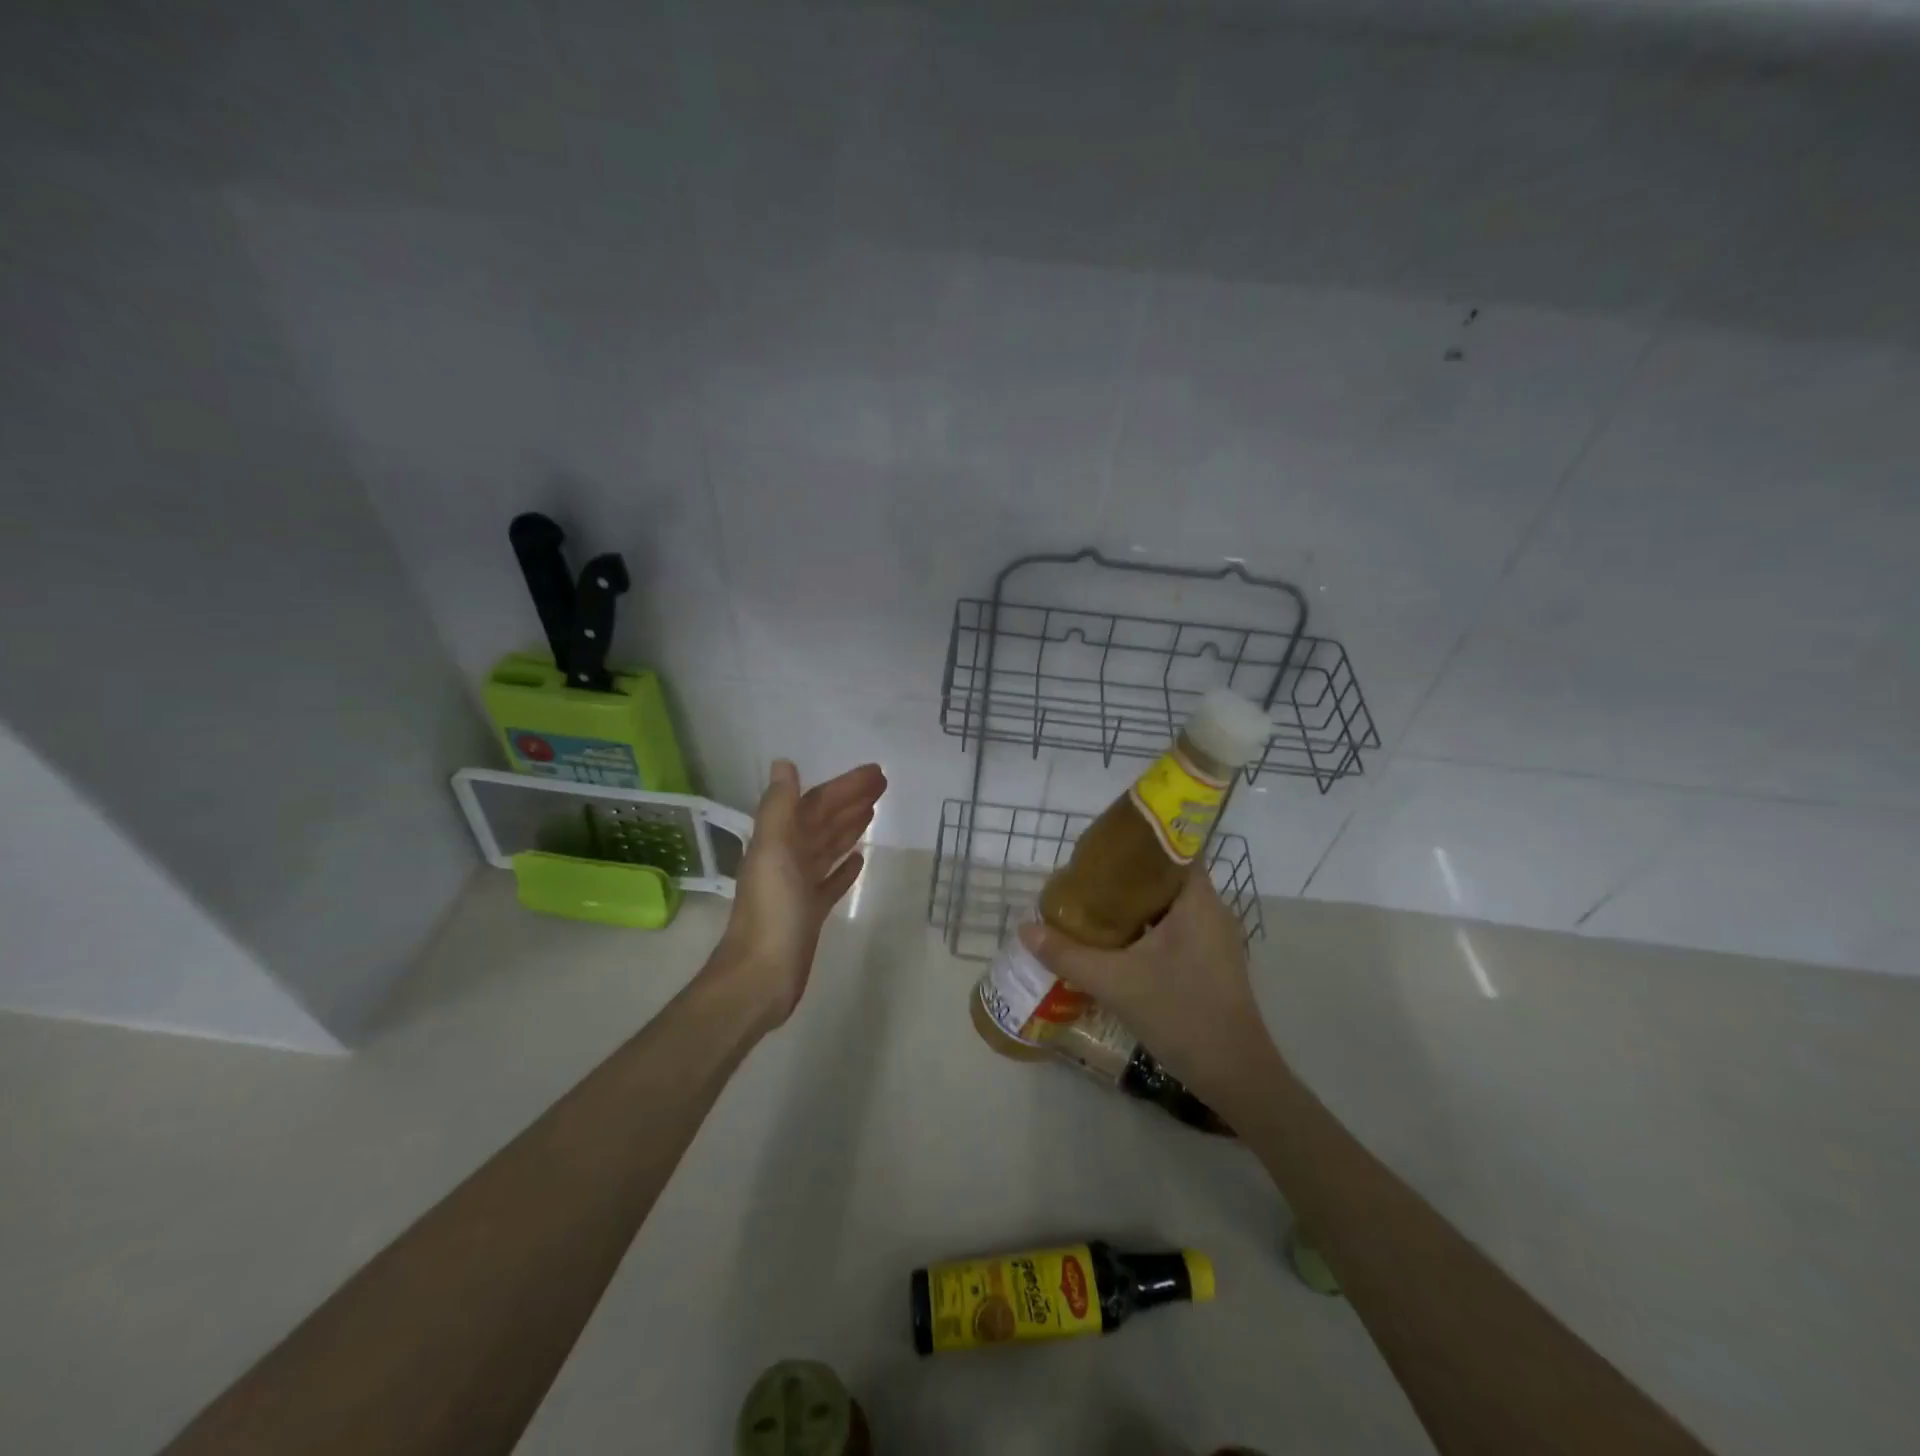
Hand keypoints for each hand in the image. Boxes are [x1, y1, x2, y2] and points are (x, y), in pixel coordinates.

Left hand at [715, 759, 886, 1028]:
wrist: (761, 976)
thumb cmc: (771, 912)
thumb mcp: (773, 852)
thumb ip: (779, 808)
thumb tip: (783, 763)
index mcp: (779, 841)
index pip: (815, 804)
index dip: (844, 787)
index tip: (876, 773)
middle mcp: (788, 859)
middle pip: (824, 821)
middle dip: (851, 801)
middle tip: (883, 784)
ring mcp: (799, 887)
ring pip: (828, 847)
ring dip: (849, 827)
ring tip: (874, 811)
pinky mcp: (810, 913)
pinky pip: (831, 881)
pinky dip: (845, 867)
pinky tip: (860, 859)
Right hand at [1018, 864, 1280, 1105]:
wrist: (1234, 1076)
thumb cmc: (1181, 1014)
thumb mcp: (1116, 982)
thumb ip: (1068, 954)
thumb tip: (1025, 929)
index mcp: (1198, 901)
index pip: (1173, 850)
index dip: (1137, 843)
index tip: (1101, 848)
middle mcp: (1211, 912)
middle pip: (1165, 878)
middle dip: (1126, 877)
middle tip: (1085, 879)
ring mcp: (1215, 939)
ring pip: (1169, 907)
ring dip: (1134, 906)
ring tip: (1092, 906)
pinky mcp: (1211, 963)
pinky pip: (1174, 930)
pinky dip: (1146, 929)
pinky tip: (1116, 943)